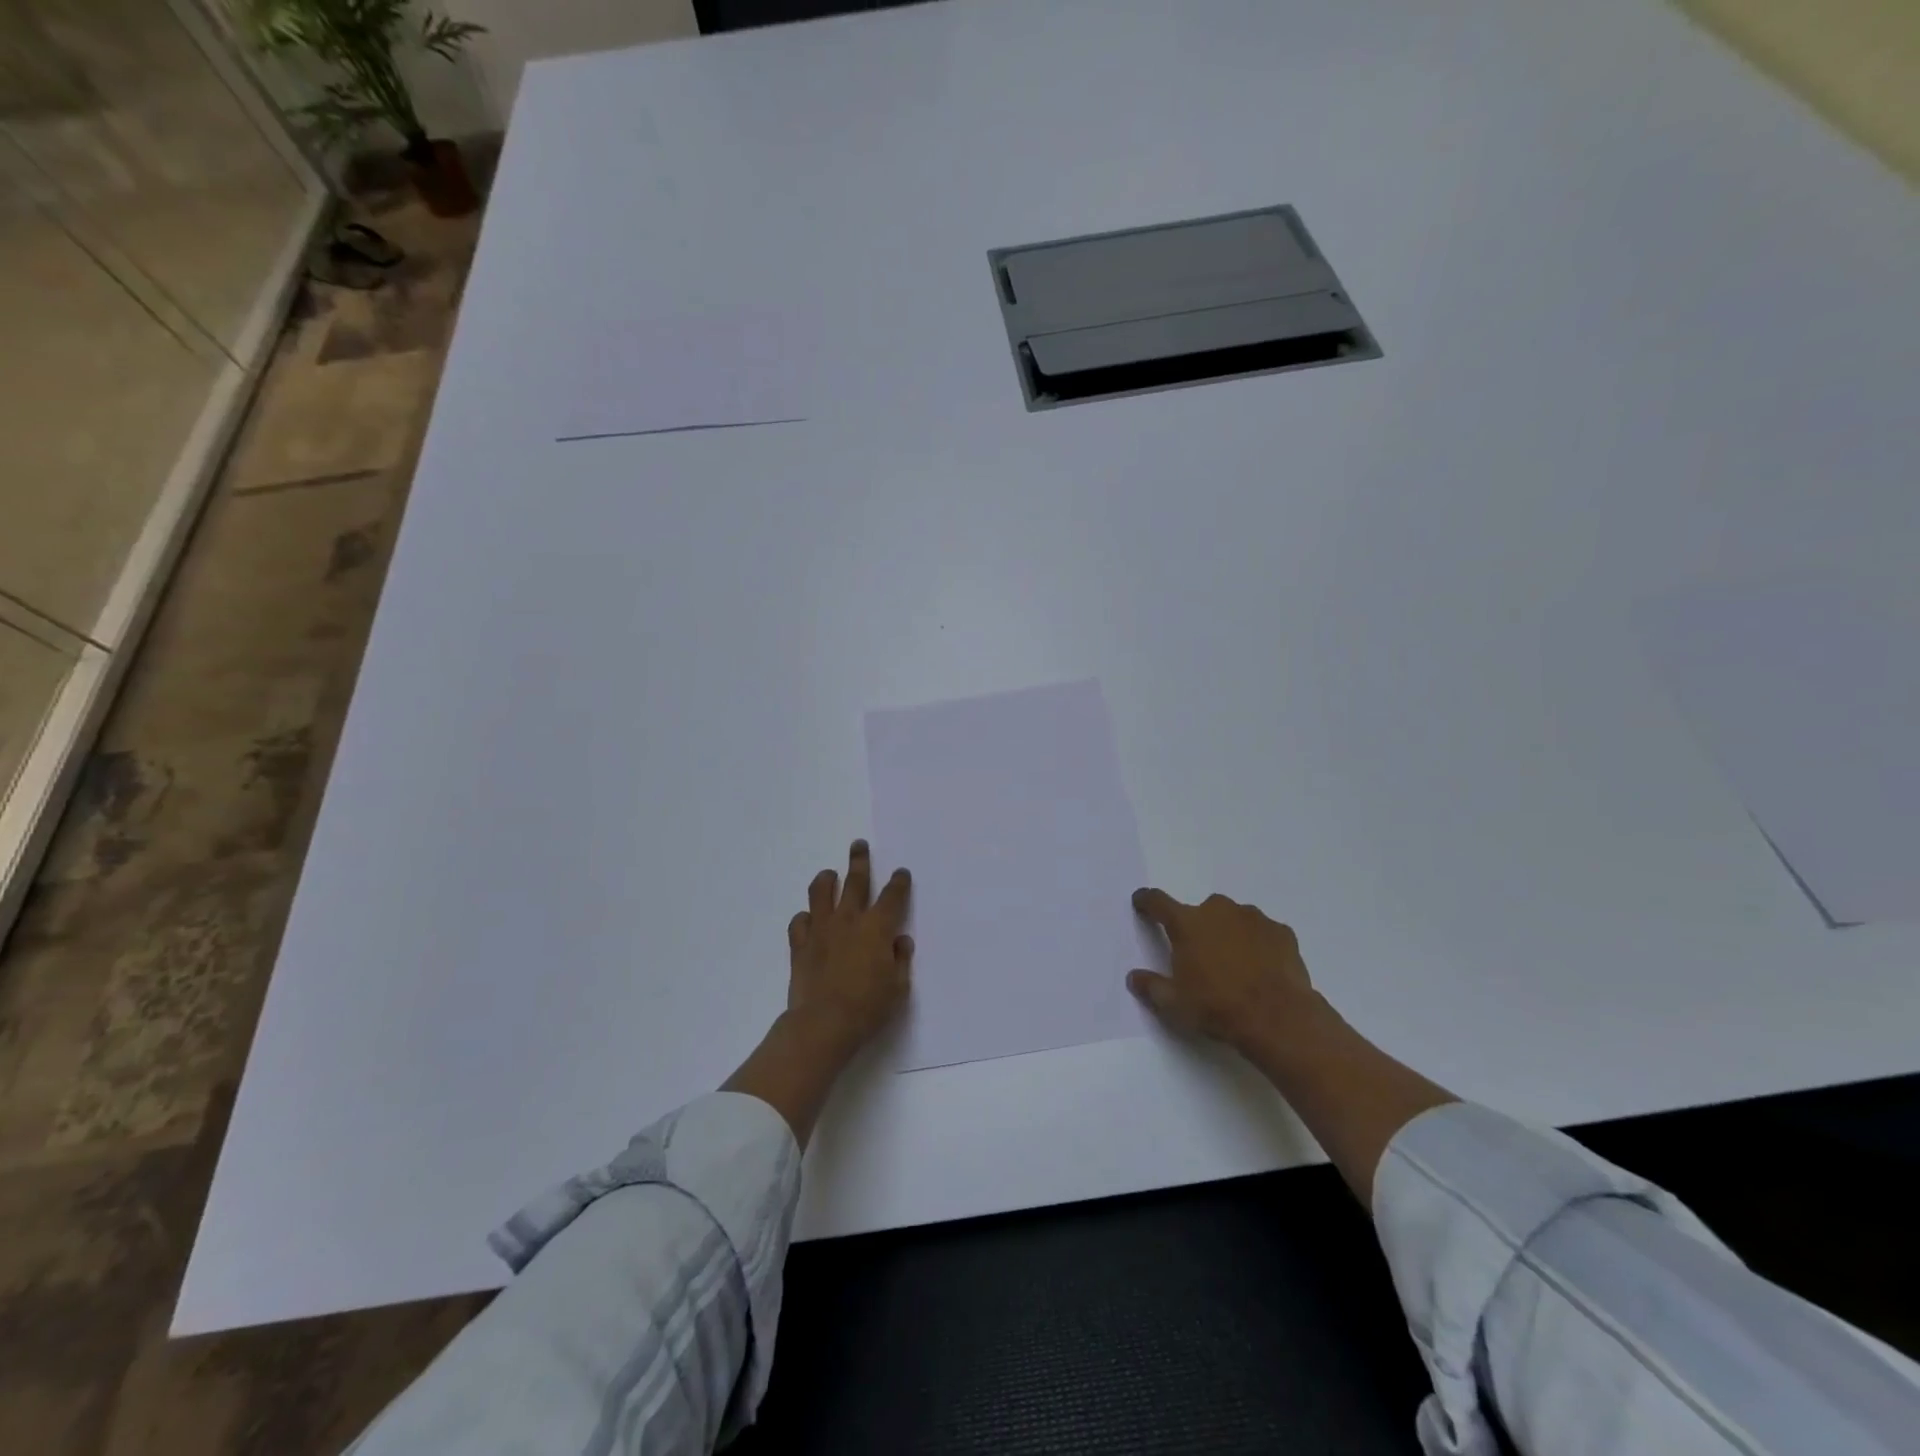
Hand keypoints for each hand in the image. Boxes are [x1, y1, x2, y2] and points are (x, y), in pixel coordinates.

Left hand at [786, 839, 913, 1048]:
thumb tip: (900, 940)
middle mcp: (849, 919)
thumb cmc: (868, 1007)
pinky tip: (809, 919)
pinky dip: (805, 917)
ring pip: (821, 891)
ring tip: (830, 874)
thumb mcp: (898, 987)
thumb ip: (901, 959)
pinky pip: (799, 921)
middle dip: (859, 860)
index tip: (901, 873)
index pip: (893, 896)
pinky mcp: (800, 944)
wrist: (823, 1024)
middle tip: (859, 845)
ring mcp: (821, 929)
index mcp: (878, 927)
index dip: (899, 882)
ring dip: (827, 879)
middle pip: (855, 880)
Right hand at [1127, 888, 1319, 1054]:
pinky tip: (1262, 968)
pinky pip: (1262, 932)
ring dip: (1229, 934)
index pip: (1158, 902)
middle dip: (1198, 928)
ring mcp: (1253, 918)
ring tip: (1235, 965)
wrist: (1278, 1019)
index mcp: (1187, 924)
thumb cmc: (1217, 1007)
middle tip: (1201, 956)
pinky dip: (1258, 944)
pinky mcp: (1281, 932)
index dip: (1147, 901)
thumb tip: (1134, 977)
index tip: (1141, 902)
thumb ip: (1151, 986)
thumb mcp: (1174, 1004)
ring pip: (1233, 919)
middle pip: (1200, 912)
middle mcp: (1218, 911)